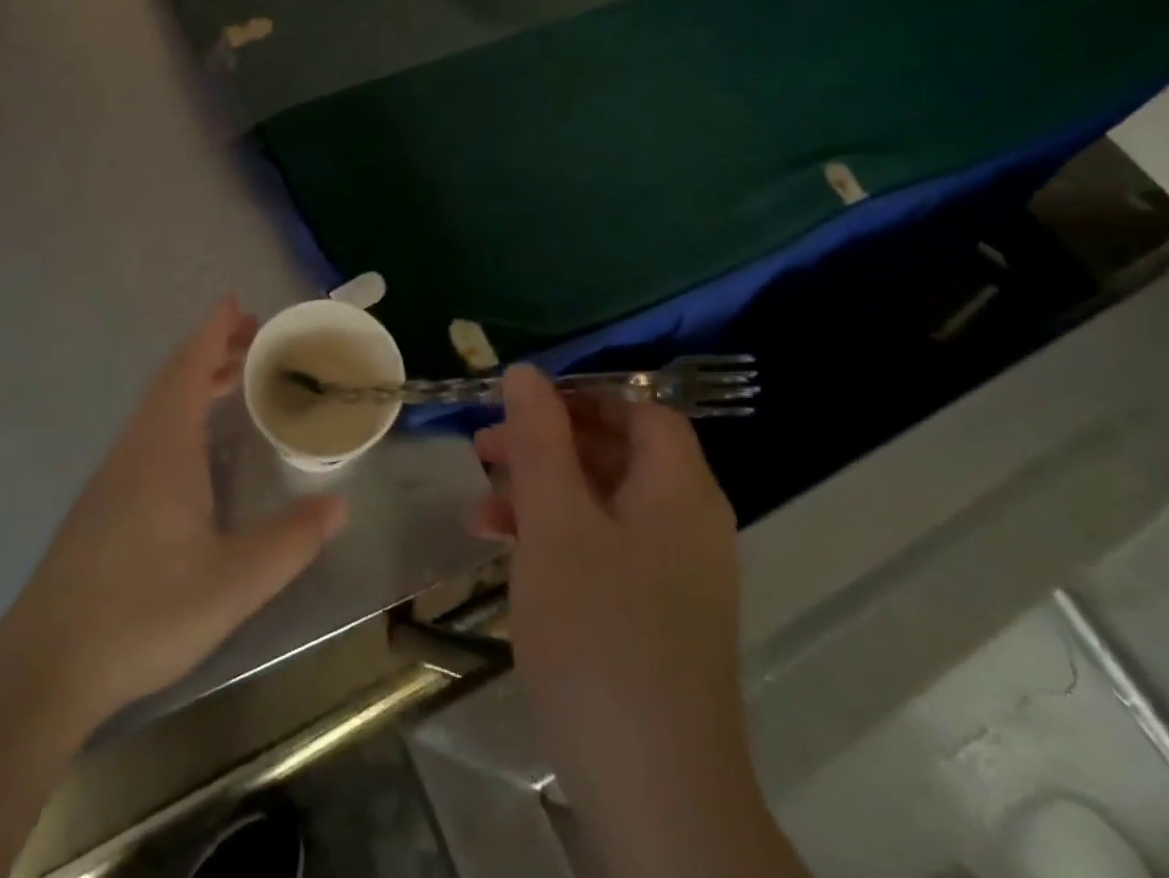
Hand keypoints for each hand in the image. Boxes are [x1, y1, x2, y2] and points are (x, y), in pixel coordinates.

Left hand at [10, 298, 346, 730]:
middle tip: (254, 337)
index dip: (213, 331)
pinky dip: (179, 411)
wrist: (45, 667)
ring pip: (157, 406)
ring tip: (235, 379)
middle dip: (211, 349)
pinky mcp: (103, 503)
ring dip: (195, 381)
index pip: (188, 369)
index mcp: (164, 448)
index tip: (236, 302)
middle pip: (172, 379)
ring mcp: (114, 475)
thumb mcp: (232, 583)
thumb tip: (339, 505)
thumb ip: (289, 542)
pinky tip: (198, 446)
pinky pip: (148, 432)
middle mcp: (136, 448)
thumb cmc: (142, 613)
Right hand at [473, 367, 806, 877]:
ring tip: (481, 508)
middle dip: (546, 444)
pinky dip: (558, 539)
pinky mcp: (655, 615)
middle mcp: (687, 521)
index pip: (638, 409)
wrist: (656, 795)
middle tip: (484, 449)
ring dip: (542, 493)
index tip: (519, 406)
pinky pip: (604, 549)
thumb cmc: (600, 634)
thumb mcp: (555, 522)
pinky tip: (508, 555)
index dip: (580, 397)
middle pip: (616, 452)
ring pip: (603, 502)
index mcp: (678, 487)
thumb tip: (526, 372)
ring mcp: (675, 573)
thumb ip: (540, 439)